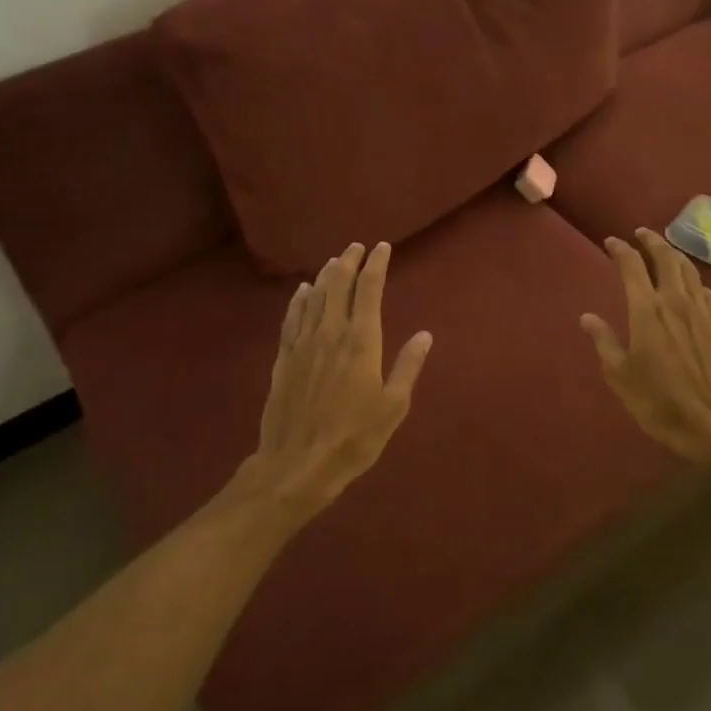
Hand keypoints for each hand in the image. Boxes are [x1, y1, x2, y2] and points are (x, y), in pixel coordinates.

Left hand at [243, 241, 432, 519]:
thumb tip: (425, 335)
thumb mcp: (393, 406)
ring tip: (335, 261)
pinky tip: (303, 291)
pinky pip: (292, 318)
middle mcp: (331, 333)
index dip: (375, 265)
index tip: (382, 248)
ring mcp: (304, 344)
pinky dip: (299, 299)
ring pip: (315, 297)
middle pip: (338, 285)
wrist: (298, 464)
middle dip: (349, 262)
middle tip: (357, 247)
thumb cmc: (354, 438)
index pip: (368, 290)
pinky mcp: (284, 358)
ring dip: (326, 275)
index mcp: (362, 341)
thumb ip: (408, 366)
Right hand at [580, 229, 710, 475]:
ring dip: (675, 255)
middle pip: (666, 258)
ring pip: (690, 271)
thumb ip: (604, 341)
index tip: (611, 242)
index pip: (632, 267)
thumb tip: (587, 317)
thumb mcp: (620, 375)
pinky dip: (696, 281)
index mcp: (647, 310)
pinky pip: (708, 293)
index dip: (620, 250)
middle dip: (652, 241)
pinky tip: (694, 286)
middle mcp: (676, 302)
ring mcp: (703, 313)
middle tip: (641, 233)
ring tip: (665, 251)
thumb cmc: (658, 402)